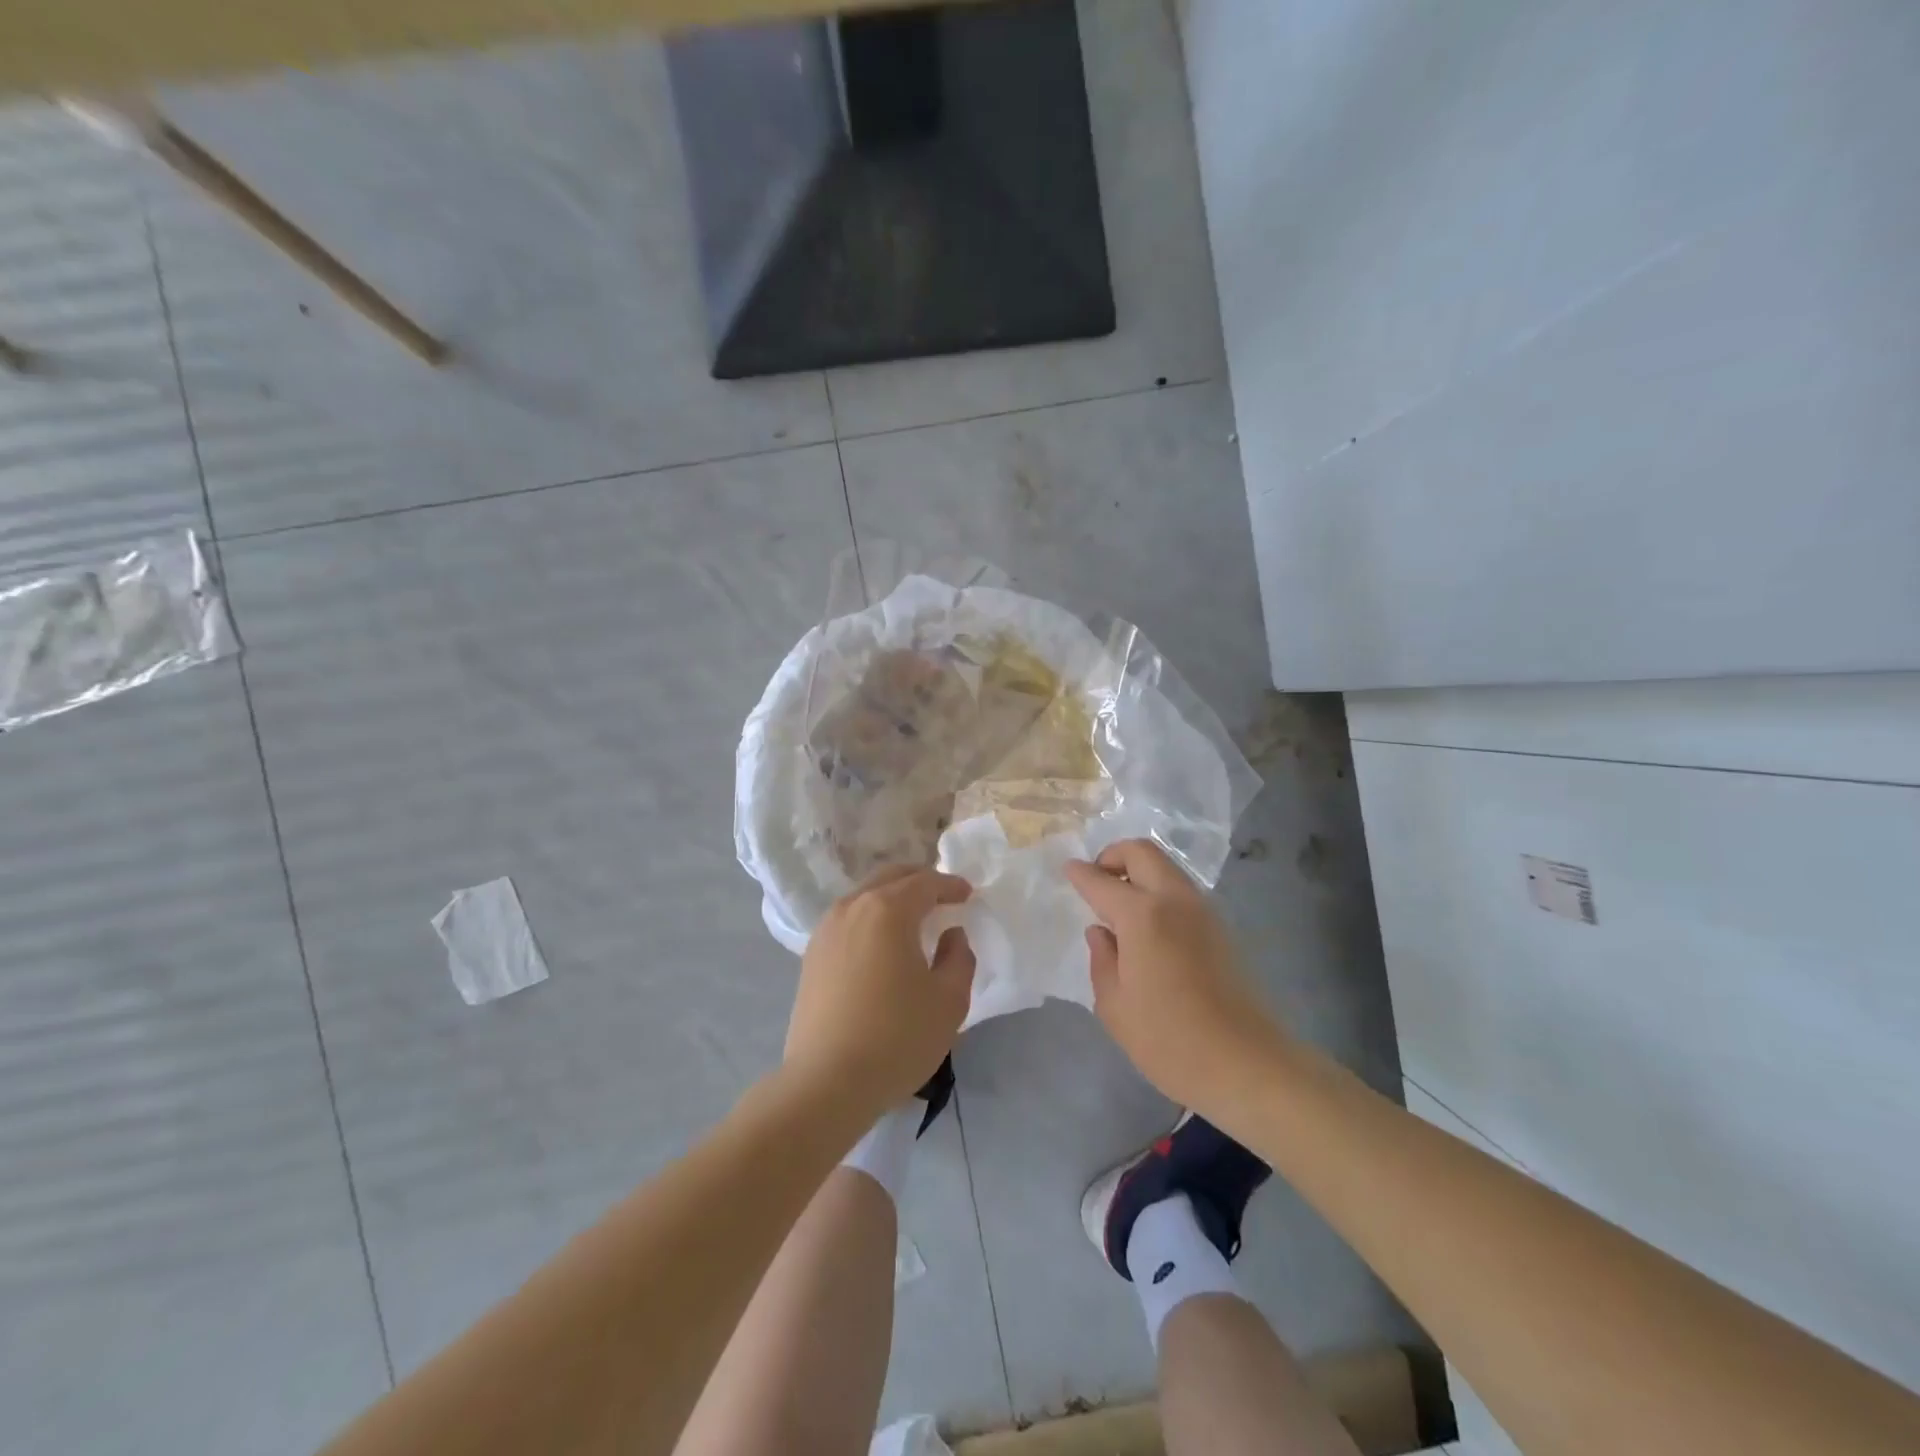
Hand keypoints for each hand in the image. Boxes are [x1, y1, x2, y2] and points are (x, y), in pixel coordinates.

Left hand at [786, 866, 975, 1114]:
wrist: (826, 1083)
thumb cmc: (897, 1038)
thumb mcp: (949, 1000)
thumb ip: (959, 957)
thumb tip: (951, 934)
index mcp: (887, 910)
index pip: (925, 882)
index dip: (950, 885)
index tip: (968, 894)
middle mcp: (852, 908)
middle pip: (890, 878)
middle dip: (919, 882)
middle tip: (942, 897)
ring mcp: (826, 930)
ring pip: (865, 896)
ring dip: (892, 899)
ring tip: (914, 919)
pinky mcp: (812, 956)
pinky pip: (848, 920)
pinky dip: (870, 918)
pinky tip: (882, 944)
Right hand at [1066, 839, 1289, 1116]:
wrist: (1246, 1064)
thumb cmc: (1169, 1040)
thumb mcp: (1115, 1006)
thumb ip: (1102, 960)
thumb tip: (1101, 933)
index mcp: (1143, 915)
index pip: (1102, 881)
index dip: (1080, 874)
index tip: (1067, 869)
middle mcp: (1175, 900)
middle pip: (1142, 852)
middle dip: (1113, 856)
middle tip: (1097, 882)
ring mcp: (1203, 911)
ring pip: (1166, 867)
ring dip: (1139, 872)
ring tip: (1120, 905)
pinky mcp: (1221, 929)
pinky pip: (1182, 891)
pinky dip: (1159, 890)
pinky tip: (1148, 926)